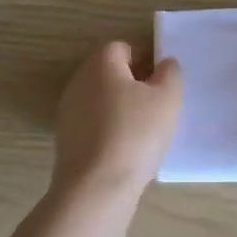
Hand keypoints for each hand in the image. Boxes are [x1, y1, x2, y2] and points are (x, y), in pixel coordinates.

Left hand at [52, 42, 183, 202]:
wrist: (96, 188)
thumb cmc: (135, 134)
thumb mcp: (167, 98)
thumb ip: (170, 73)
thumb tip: (164, 64)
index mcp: (101, 63)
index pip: (124, 47)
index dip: (146, 60)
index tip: (163, 83)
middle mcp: (79, 81)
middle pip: (110, 73)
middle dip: (134, 84)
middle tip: (158, 106)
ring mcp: (68, 111)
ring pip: (102, 100)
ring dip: (122, 109)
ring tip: (145, 132)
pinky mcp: (66, 140)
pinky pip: (94, 124)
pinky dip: (110, 130)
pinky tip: (127, 151)